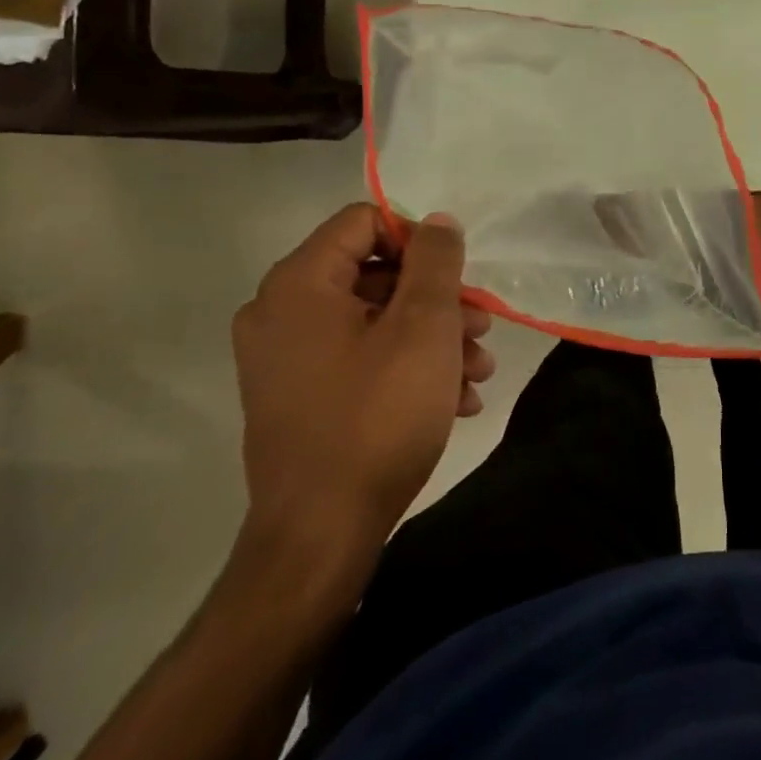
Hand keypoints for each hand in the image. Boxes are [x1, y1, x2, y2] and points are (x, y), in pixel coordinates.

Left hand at [231, 205, 493, 551]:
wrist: (320, 538)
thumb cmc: (377, 416)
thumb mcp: (424, 327)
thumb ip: (435, 262)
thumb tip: (438, 221)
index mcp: (299, 284)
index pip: (364, 222)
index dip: (418, 239)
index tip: (457, 277)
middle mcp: (279, 312)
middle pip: (373, 273)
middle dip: (437, 299)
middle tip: (481, 327)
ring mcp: (284, 358)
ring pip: (372, 320)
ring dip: (432, 337)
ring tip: (478, 371)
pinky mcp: (297, 396)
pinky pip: (356, 357)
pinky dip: (405, 366)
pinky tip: (454, 399)